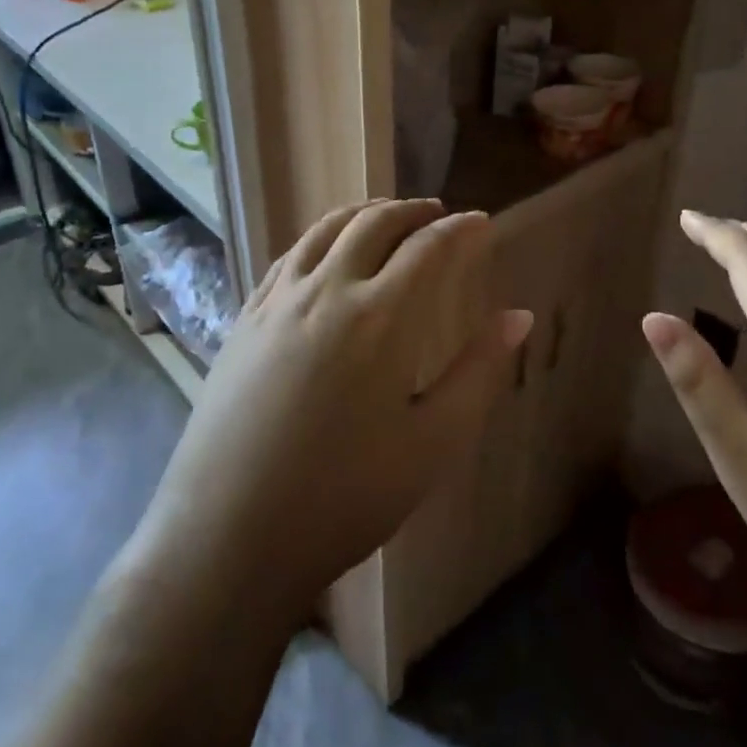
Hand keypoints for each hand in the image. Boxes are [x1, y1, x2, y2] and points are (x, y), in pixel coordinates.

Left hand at [135, 200, 531, 627]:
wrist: (228, 535)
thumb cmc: (344, 497)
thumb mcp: (432, 442)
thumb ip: (478, 371)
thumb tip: (518, 316)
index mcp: (378, 317)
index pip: (428, 249)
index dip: (461, 230)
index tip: (482, 222)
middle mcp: (325, 291)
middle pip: (373, 224)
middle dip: (412, 211)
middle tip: (438, 214)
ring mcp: (276, 302)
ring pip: (324, 230)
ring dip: (364, 214)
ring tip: (387, 217)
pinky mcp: (243, 319)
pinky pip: (288, 256)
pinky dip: (319, 238)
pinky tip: (326, 254)